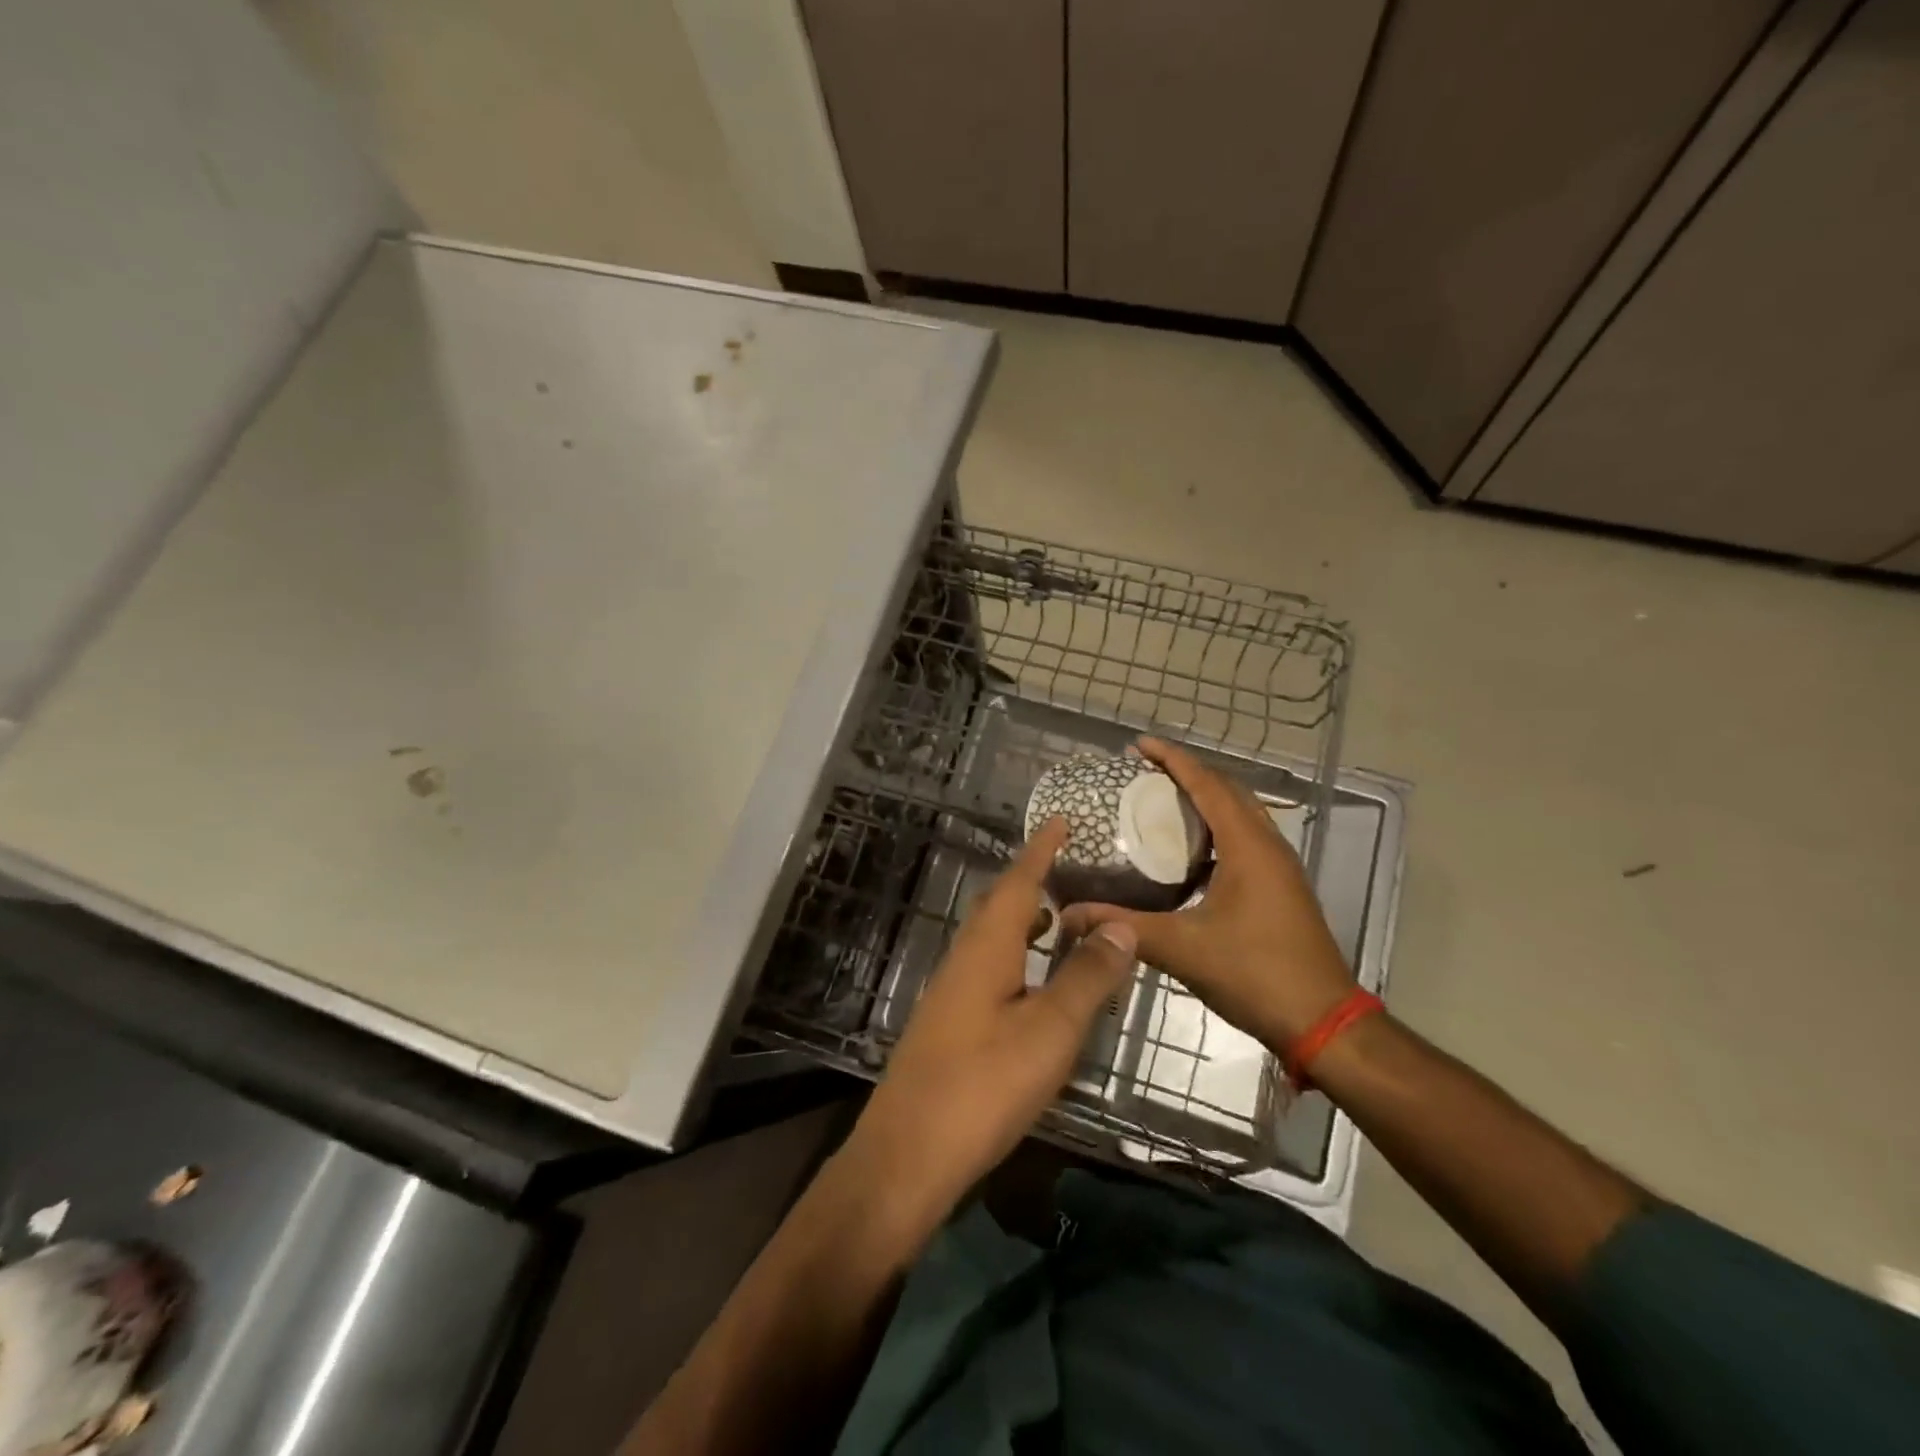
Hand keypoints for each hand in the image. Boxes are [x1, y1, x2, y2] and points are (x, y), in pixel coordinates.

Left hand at [845, 818, 1137, 1224]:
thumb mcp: (1049, 1032)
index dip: (1040, 850)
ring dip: (1025, 919)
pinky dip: (1018, 956)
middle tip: (1069, 865)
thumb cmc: (983, 1086)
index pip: (1017, 883)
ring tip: (1060, 915)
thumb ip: (1086, 977)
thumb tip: (1121, 923)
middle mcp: (965, 959)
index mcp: (986, 948)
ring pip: (994, 938)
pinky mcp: (952, 1023)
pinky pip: (991, 967)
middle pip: (1001, 906)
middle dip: (1033, 880)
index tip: (1059, 820)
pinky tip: (1034, 980)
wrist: (908, 1154)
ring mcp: (953, 992)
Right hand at [1060, 738, 1353, 1049]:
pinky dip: (1214, 831)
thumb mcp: (1182, 948)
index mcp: (1248, 847)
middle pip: (1227, 791)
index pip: (1208, 784)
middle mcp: (1268, 846)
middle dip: (1187, 774)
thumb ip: (1124, 927)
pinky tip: (1186, 855)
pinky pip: (1244, 840)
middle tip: (1143, 773)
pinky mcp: (1280, 889)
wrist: (1323, 1023)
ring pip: (1239, 815)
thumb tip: (1069, 914)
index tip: (1139, 745)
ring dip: (1203, 801)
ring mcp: (1279, 868)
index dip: (1173, 759)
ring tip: (1160, 804)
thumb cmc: (1256, 974)